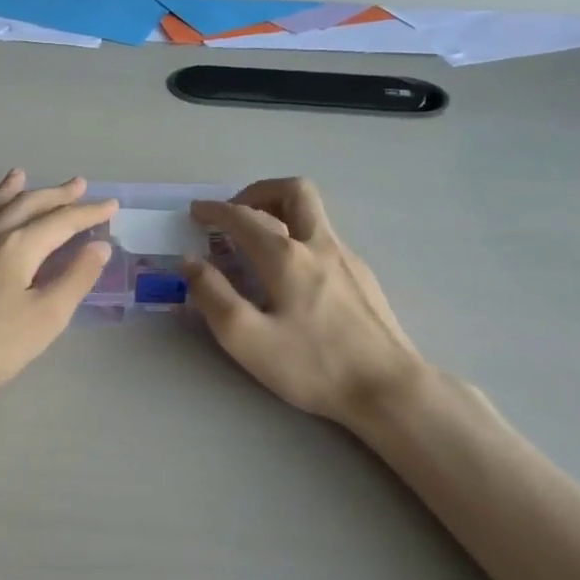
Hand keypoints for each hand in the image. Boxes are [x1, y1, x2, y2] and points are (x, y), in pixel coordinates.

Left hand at [0, 171, 114, 406]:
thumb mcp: (46, 316)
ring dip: (15, 192)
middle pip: (27, 206)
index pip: (61, 221)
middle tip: (79, 184)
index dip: (88, 213)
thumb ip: (75, 278)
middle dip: (56, 195)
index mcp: (18, 246)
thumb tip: (99, 246)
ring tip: (22, 175)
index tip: (111, 205)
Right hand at [187, 178, 424, 428]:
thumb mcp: (247, 339)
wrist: (388, 387)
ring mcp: (347, 258)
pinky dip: (299, 237)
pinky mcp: (363, 277)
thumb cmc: (313, 365)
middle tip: (235, 213)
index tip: (196, 212)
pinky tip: (292, 274)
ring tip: (258, 240)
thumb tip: (191, 262)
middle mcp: (318, 244)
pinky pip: (325, 239)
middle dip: (258, 192)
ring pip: (313, 213)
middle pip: (293, 192)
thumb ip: (213, 296)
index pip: (243, 217)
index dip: (214, 211)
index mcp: (285, 256)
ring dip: (281, 212)